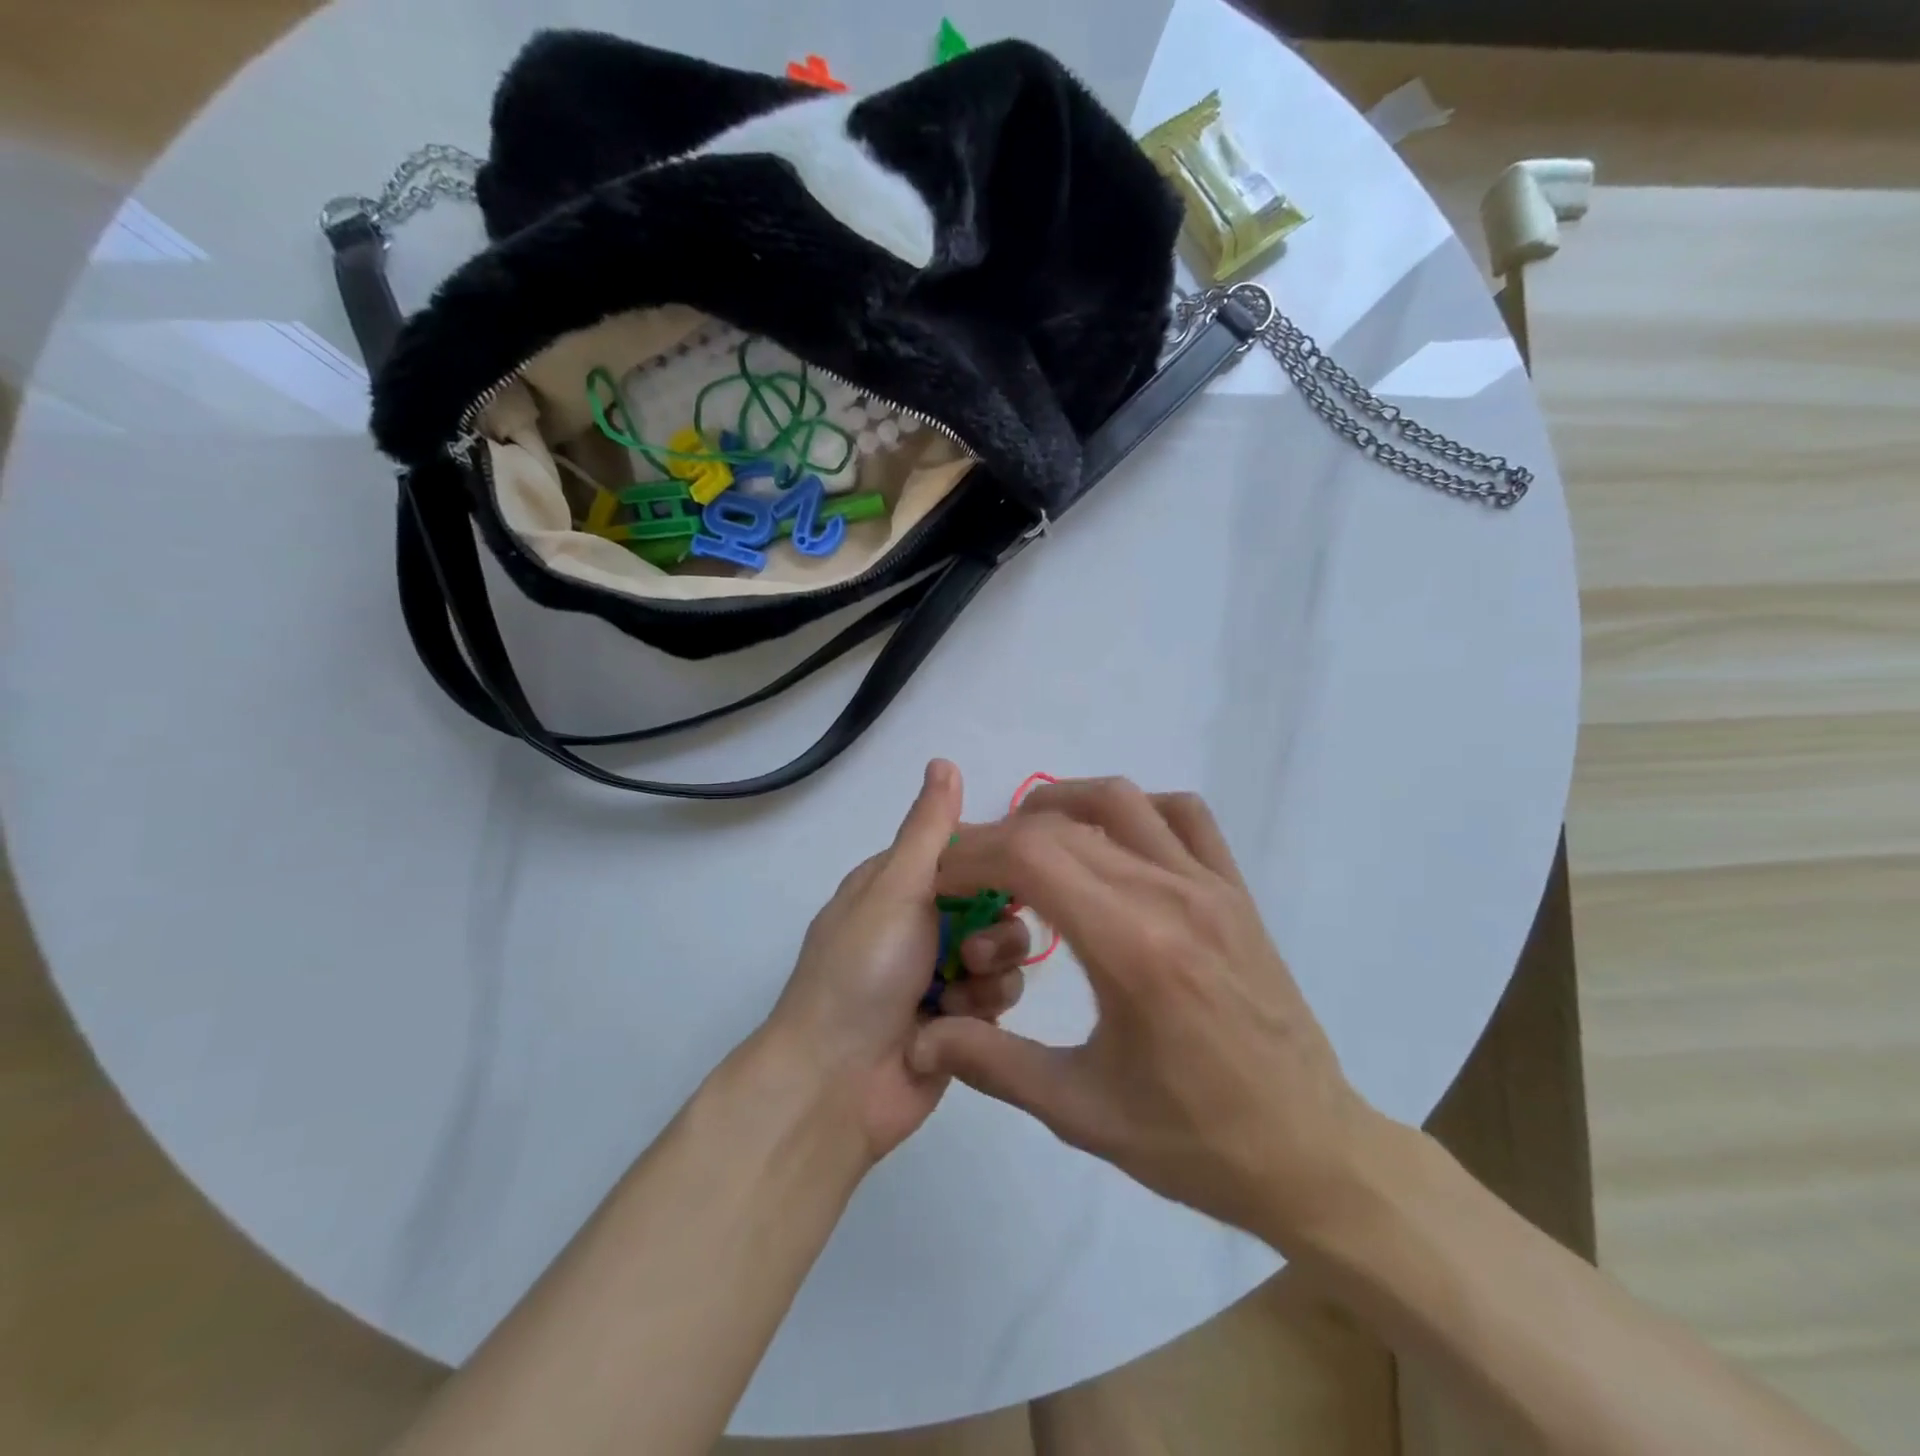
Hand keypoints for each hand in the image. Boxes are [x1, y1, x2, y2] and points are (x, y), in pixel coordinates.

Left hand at [765, 760, 1030, 1161]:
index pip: (965, 852)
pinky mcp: (959, 1020)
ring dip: (989, 969)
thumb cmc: (862, 971)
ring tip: (960, 990)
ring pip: (1002, 950)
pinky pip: (997, 996)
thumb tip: (943, 761)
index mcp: (898, 884)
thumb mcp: (895, 888)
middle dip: (995, 925)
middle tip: (972, 948)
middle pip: (993, 902)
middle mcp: (921, 922)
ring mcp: (940, 972)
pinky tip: (957, 1022)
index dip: (996, 860)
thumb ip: (929, 829)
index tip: (1021, 868)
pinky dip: (982, 1006)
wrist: (837, 1082)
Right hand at [909, 779, 1387, 1249]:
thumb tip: (920, 1037)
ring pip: (1121, 801)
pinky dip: (1134, 809)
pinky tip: (1109, 844)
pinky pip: (1183, 815)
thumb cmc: (1194, 1142)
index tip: (942, 879)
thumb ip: (993, 1063)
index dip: (973, 854)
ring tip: (1026, 843)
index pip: (1032, 857)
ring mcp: (1211, 886)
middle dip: (1000, 837)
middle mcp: (1172, 897)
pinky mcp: (1236, 891)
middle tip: (971, 874)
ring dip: (1060, 806)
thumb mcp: (1081, 1113)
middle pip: (1064, 825)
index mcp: (1133, 949)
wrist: (1311, 1153)